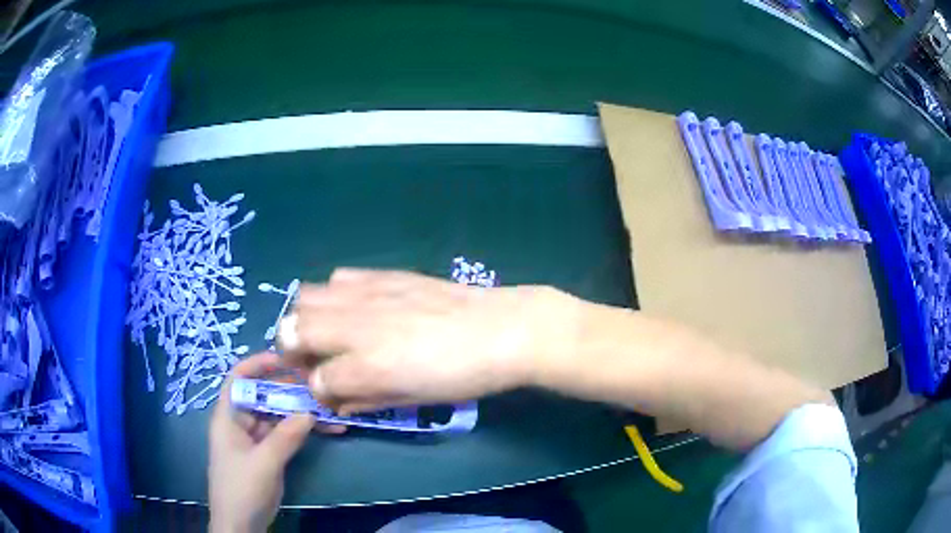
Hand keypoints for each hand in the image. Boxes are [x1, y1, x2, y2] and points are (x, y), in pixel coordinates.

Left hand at [208, 352, 342, 531]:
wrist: (241, 524)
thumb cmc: (241, 488)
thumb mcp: (263, 463)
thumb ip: (285, 437)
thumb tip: (310, 412)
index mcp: (228, 417)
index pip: (238, 379)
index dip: (257, 364)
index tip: (286, 360)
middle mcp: (240, 422)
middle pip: (263, 395)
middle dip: (289, 390)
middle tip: (319, 386)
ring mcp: (255, 439)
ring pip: (278, 416)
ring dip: (302, 413)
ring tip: (331, 411)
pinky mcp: (268, 454)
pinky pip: (287, 435)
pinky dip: (304, 432)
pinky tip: (327, 430)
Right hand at [280, 269, 581, 412]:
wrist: (503, 329)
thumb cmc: (463, 376)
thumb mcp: (414, 399)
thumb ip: (367, 399)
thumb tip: (338, 400)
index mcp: (367, 366)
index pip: (316, 381)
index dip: (319, 391)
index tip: (332, 393)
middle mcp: (356, 327)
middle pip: (293, 331)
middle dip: (293, 350)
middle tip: (313, 360)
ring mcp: (368, 295)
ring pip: (307, 299)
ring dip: (306, 319)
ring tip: (326, 332)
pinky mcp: (385, 274)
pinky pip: (341, 278)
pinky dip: (335, 295)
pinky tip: (354, 307)